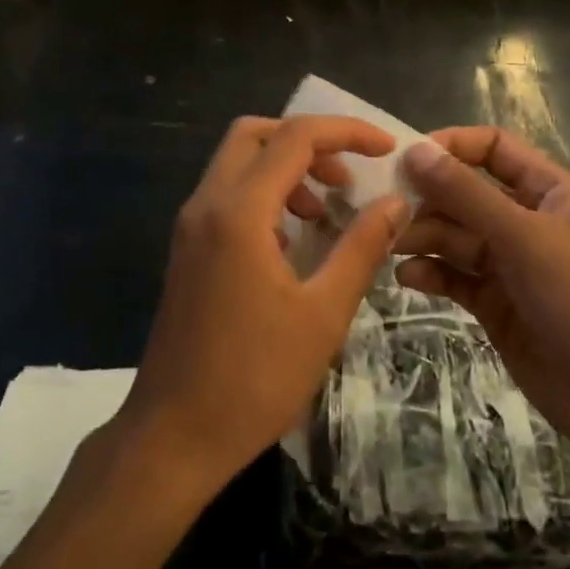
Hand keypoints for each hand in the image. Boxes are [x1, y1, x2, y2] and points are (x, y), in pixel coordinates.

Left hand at [119, 115, 407, 497]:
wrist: (173, 436)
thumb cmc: (254, 379)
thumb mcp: (323, 314)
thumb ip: (361, 248)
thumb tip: (396, 202)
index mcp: (239, 212)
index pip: (295, 138)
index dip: (346, 132)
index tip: (386, 149)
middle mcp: (207, 204)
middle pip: (255, 134)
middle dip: (308, 141)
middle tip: (347, 176)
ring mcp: (191, 226)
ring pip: (238, 162)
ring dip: (285, 168)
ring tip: (325, 211)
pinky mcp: (187, 249)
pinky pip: (227, 195)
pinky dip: (264, 194)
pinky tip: (292, 240)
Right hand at [395, 127, 569, 465]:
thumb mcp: (527, 239)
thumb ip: (467, 195)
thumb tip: (414, 151)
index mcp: (547, 191)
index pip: (491, 148)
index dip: (450, 147)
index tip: (406, 159)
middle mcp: (526, 221)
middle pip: (465, 193)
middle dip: (428, 198)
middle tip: (386, 210)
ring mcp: (511, 265)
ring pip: (455, 236)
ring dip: (423, 237)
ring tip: (392, 246)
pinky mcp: (497, 306)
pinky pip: (455, 277)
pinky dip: (431, 273)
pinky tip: (407, 278)